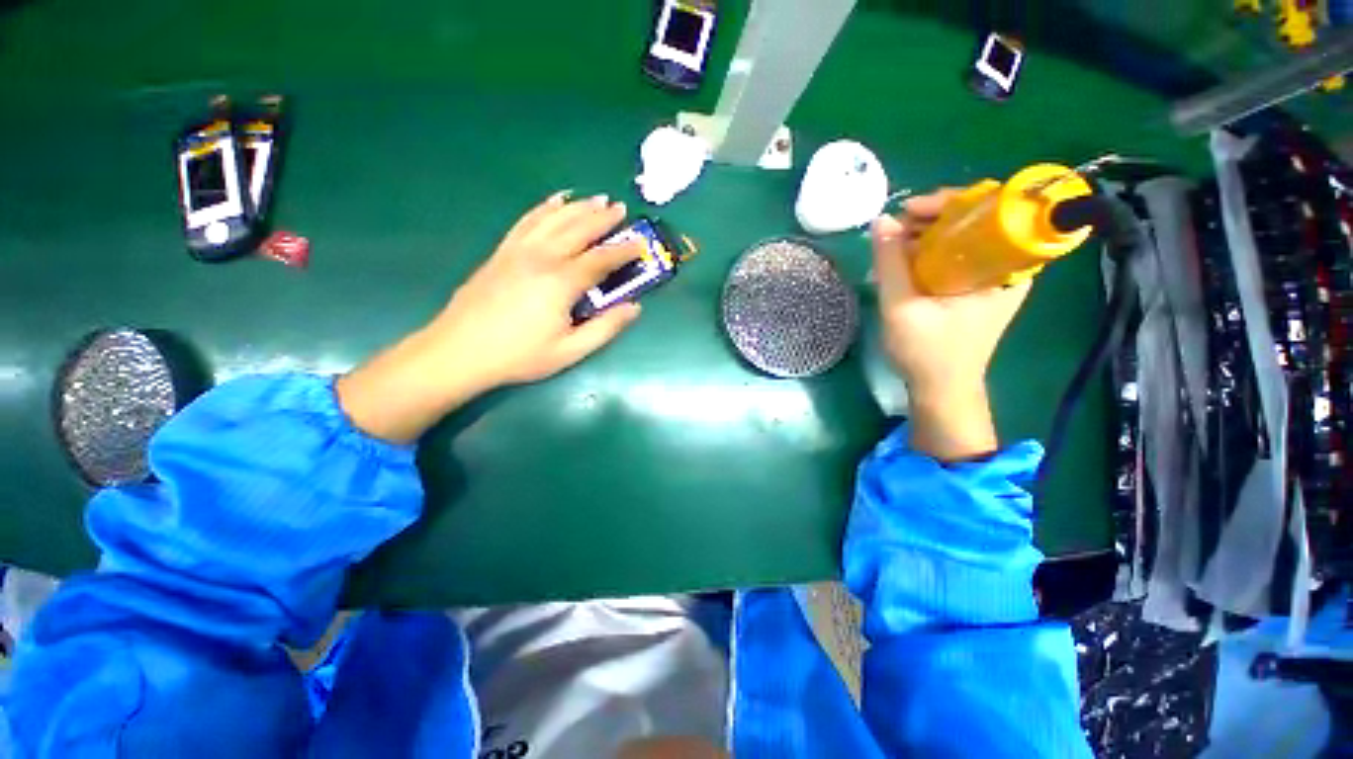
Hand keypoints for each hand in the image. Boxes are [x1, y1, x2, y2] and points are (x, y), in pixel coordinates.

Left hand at [337, 192, 644, 442]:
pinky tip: (555, 201)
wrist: (459, 351)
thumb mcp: (570, 350)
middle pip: (578, 229)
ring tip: (596, 199)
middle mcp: (541, 258)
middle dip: (603, 218)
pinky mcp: (501, 252)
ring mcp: (518, 251)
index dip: (623, 251)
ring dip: (578, 207)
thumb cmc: (519, 355)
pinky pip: (527, 221)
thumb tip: (634, 308)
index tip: (641, 244)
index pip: (600, 259)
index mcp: (561, 282)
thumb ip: (605, 328)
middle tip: (621, 209)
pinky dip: (544, 208)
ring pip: (553, 219)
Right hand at [870, 190, 1030, 459]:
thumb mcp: (901, 307)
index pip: (991, 209)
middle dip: (931, 219)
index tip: (909, 212)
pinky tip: (903, 263)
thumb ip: (890, 263)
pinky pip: (956, 256)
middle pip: (975, 220)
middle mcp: (1008, 267)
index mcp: (1006, 269)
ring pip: (963, 237)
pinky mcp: (978, 288)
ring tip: (892, 248)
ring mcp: (993, 277)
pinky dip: (929, 253)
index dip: (948, 202)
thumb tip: (881, 220)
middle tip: (894, 231)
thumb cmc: (926, 352)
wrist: (941, 389)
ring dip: (926, 236)